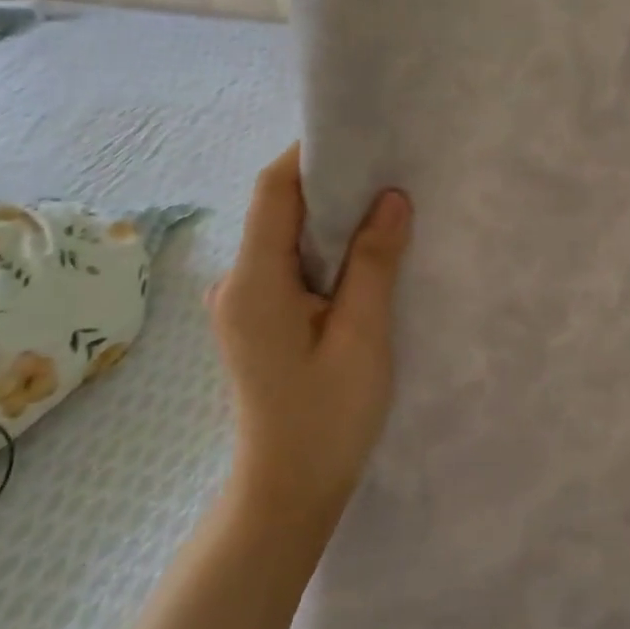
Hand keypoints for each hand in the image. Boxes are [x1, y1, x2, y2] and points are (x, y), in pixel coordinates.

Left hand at [205, 143, 412, 532]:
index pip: (275, 191)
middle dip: (330, 182)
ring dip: (331, 217)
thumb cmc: (326, 418)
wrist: (287, 493)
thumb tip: (392, 197)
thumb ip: (374, 262)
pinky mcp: (258, 318)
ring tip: (384, 204)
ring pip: (287, 237)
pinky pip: (290, 264)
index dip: (311, 154)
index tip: (360, 135)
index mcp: (254, 282)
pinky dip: (325, 249)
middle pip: (280, 209)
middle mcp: (237, 282)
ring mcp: (244, 302)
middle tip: (387, 167)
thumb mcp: (362, 336)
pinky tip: (364, 253)